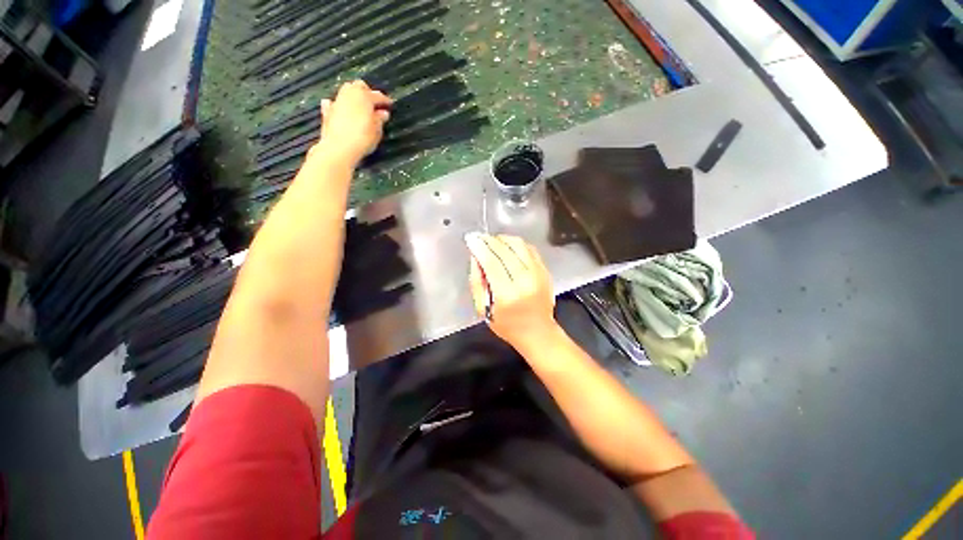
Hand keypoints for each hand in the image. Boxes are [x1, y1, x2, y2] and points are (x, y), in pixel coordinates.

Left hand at [317, 81, 391, 164]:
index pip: (378, 95)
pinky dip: (340, 105)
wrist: (339, 148)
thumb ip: (380, 119)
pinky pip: (334, 103)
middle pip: (359, 86)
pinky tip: (342, 110)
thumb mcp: (377, 130)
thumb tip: (383, 113)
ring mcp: (337, 101)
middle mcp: (349, 94)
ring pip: (346, 91)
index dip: (385, 100)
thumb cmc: (362, 138)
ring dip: (354, 97)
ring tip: (361, 108)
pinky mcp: (327, 111)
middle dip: (367, 92)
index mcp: (364, 97)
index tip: (390, 104)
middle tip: (374, 103)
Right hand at [465, 233, 558, 351]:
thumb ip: (477, 282)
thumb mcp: (483, 309)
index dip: (480, 248)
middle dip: (489, 240)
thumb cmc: (508, 325)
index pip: (491, 262)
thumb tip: (475, 258)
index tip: (471, 239)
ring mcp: (539, 274)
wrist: (538, 332)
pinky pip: (530, 249)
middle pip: (506, 250)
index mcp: (508, 294)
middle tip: (479, 237)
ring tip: (493, 241)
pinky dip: (516, 244)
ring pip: (520, 245)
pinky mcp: (545, 271)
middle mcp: (526, 281)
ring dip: (503, 239)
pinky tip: (508, 247)